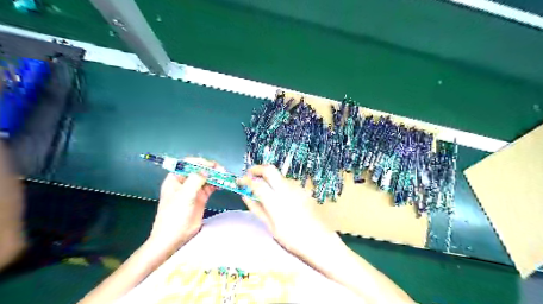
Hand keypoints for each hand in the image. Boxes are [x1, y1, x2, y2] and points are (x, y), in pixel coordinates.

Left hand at [146, 157, 222, 253]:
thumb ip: (195, 180)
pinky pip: (210, 187)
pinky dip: (217, 184)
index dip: (200, 162)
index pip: (187, 164)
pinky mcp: (201, 197)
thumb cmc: (174, 215)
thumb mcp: (184, 196)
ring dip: (215, 176)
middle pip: (199, 170)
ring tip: (225, 176)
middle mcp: (184, 182)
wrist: (174, 237)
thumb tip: (206, 170)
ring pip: (206, 178)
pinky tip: (223, 183)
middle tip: (221, 170)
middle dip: (210, 169)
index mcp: (175, 179)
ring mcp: (193, 190)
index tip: (211, 165)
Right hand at [239, 165, 335, 256]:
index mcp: (276, 202)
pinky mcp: (303, 190)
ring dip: (268, 177)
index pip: (257, 183)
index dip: (245, 180)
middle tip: (249, 175)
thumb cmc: (292, 239)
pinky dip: (278, 184)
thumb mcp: (271, 227)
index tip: (239, 181)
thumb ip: (257, 209)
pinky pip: (287, 182)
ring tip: (263, 188)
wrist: (320, 241)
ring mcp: (297, 188)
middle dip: (257, 169)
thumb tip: (245, 196)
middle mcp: (287, 190)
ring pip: (279, 175)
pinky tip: (278, 195)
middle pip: (270, 169)